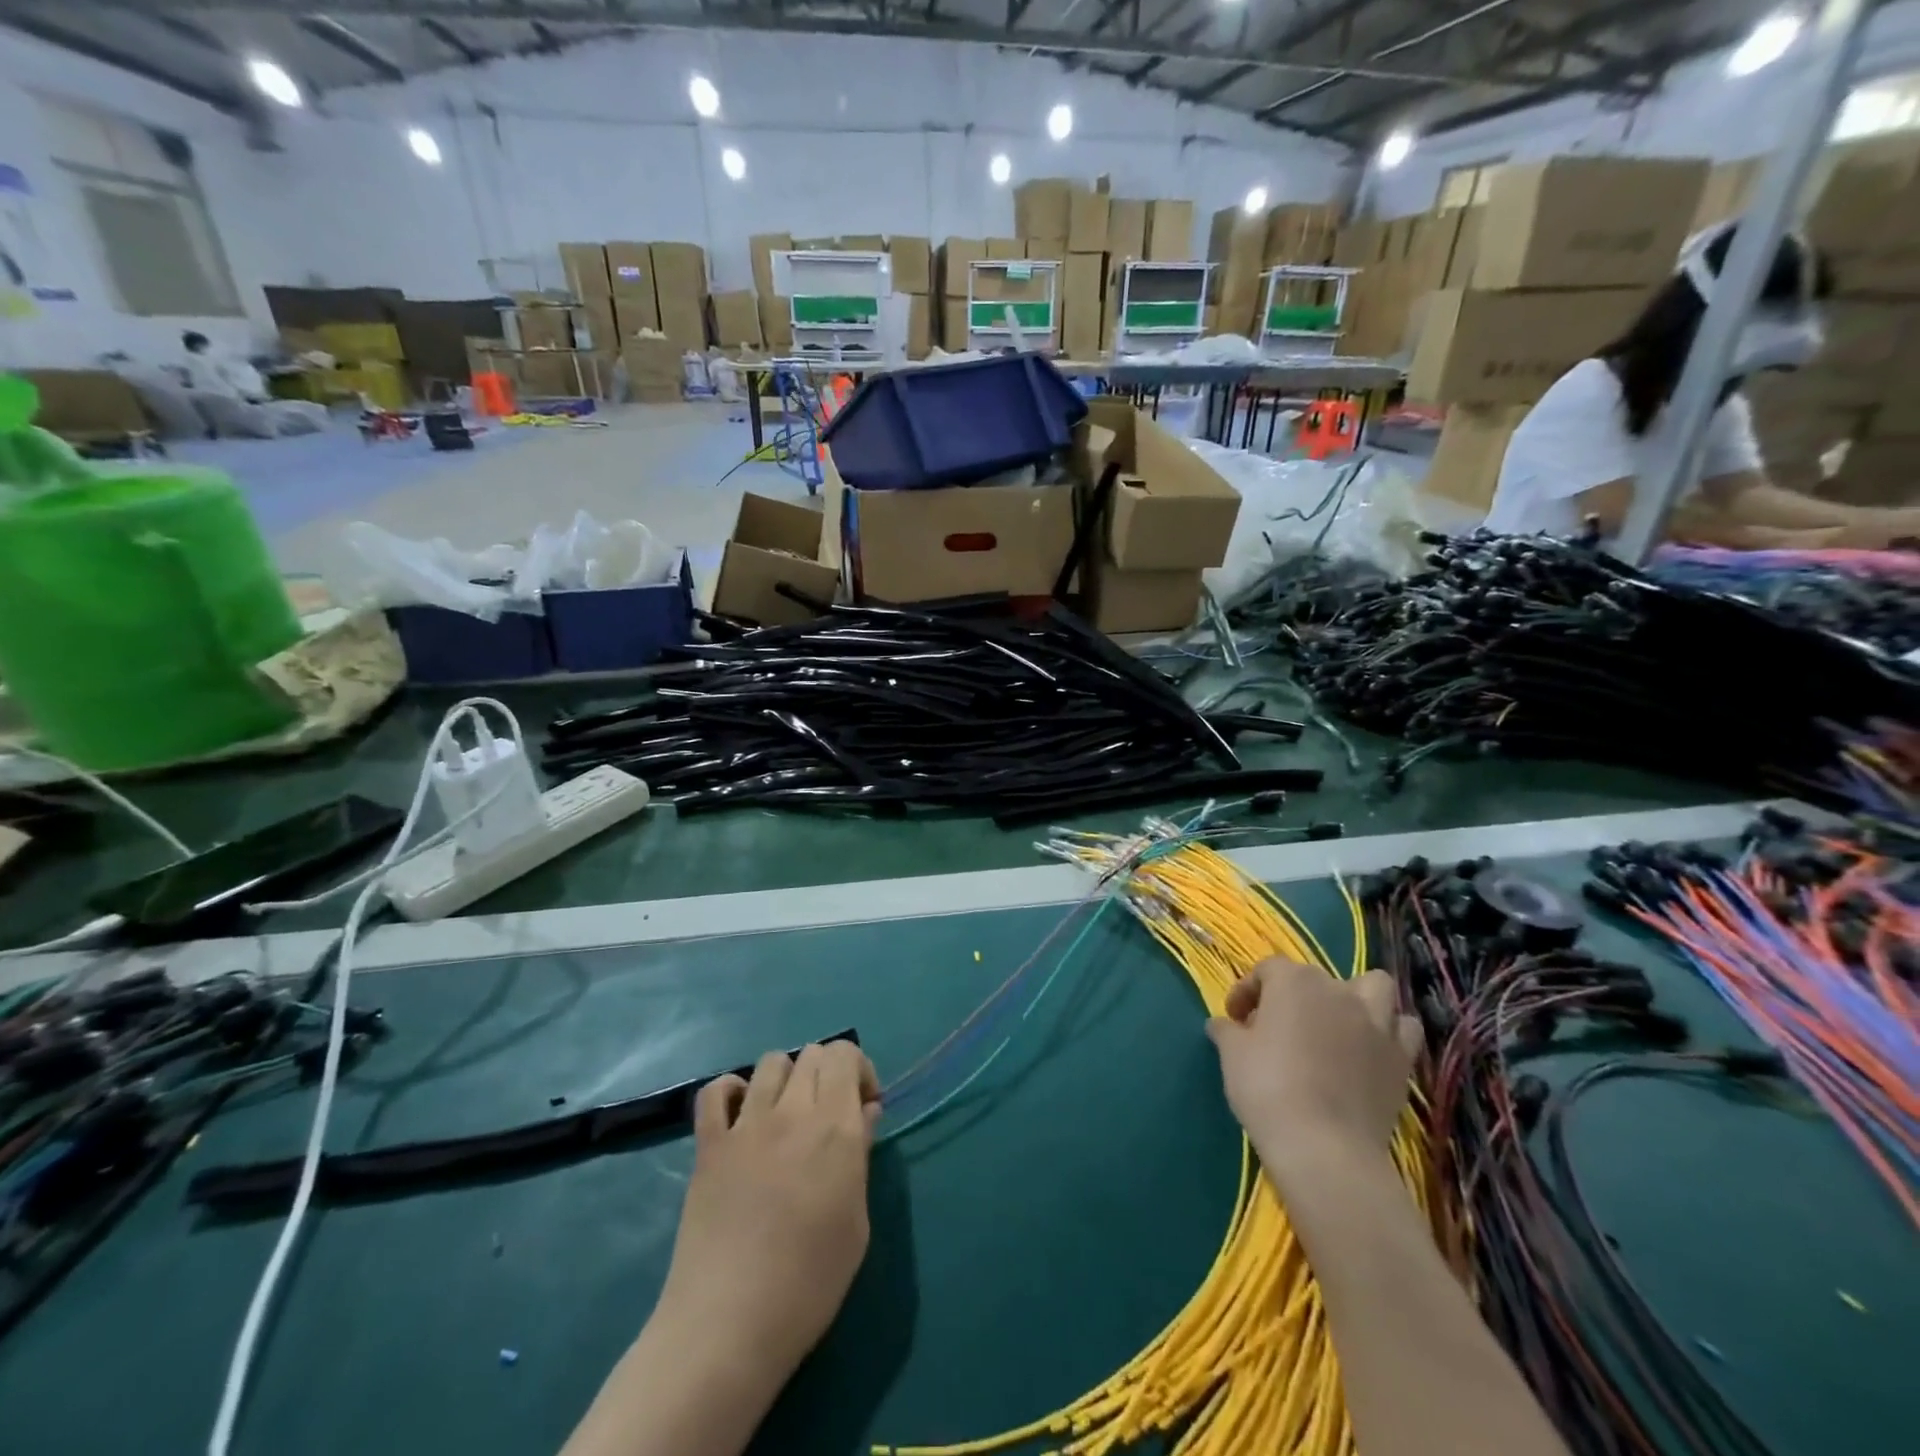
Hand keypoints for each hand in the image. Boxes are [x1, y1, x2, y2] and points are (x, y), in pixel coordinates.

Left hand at [656, 1043, 882, 1385]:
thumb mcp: (856, 1223)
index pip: (845, 1054)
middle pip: (812, 1054)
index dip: (858, 1070)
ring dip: (787, 1079)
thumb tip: (864, 1112)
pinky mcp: (709, 1145)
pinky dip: (731, 1091)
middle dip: (828, 1074)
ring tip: (787, 1118)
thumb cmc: (809, 1283)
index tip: (862, 1107)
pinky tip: (741, 1118)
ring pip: (771, 1063)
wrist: (730, 1325)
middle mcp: (792, 1112)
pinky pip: (715, 1092)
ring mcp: (746, 1125)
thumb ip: (861, 1155)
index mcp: (835, 1127)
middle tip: (829, 1116)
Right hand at [1205, 959, 1420, 1194]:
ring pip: (1375, 988)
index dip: (1247, 990)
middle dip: (1294, 997)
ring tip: (1337, 1025)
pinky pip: (1403, 1029)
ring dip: (1357, 998)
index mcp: (1294, 982)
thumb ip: (1227, 1031)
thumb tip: (1223, 1024)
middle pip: (1314, 978)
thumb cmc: (1268, 1088)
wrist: (1324, 1147)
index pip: (1267, 970)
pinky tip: (1370, 1051)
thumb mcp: (1232, 1055)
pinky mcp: (1401, 1058)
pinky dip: (1389, 1033)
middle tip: (1277, 1029)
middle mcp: (1338, 991)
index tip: (1235, 1019)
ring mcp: (1376, 1023)